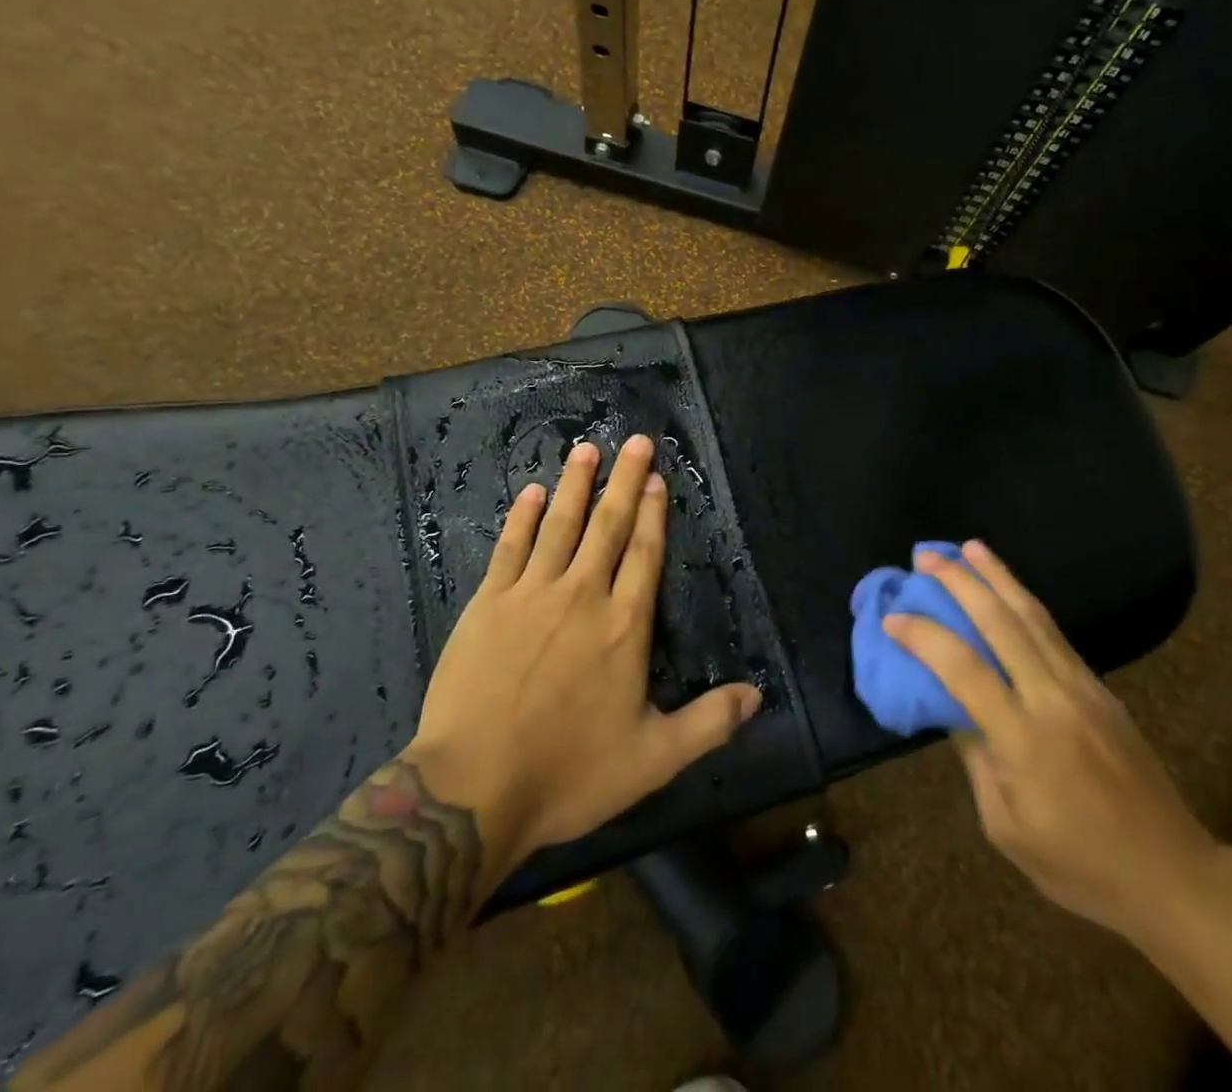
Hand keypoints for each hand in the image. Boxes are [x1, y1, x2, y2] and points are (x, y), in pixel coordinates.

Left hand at [406, 434, 762, 884]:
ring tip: (587, 449)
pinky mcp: (489, 603)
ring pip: (561, 525)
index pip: (645, 554)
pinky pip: (511, 548)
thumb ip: (709, 723)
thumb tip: (758, 694)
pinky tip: (532, 492)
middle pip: (608, 526)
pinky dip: (523, 517)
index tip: (657, 478)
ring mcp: (532, 594)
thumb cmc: (569, 772)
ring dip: (576, 484)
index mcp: (624, 625)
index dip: (653, 513)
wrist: (473, 790)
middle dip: (624, 480)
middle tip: (636, 441)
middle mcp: (583, 595)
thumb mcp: (653, 759)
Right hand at [883, 540, 1218, 942]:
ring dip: (997, 577)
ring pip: (1033, 616)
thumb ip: (976, 757)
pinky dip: (1024, 602)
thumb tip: (951, 705)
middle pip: (1001, 622)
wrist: (1171, 873)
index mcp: (1024, 740)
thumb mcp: (1006, 827)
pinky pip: (1054, 633)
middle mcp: (1054, 699)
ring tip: (968, 548)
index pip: (963, 669)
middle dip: (960, 583)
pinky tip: (1008, 590)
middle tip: (925, 557)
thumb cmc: (1079, 865)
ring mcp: (1083, 687)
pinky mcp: (1100, 688)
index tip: (893, 617)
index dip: (924, 637)